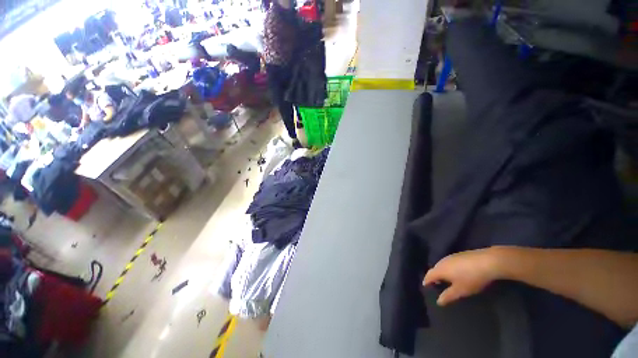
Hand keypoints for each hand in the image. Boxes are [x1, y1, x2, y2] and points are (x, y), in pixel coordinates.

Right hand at [423, 247, 508, 305]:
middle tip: (436, 285)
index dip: (426, 281)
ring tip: (446, 280)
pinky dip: (449, 268)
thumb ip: (448, 295)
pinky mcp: (459, 255)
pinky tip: (457, 272)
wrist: (488, 261)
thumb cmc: (471, 278)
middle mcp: (442, 261)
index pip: (429, 275)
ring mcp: (451, 256)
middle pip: (434, 269)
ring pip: (442, 265)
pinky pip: (449, 262)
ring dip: (442, 272)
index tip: (425, 286)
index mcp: (440, 269)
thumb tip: (438, 301)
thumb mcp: (460, 290)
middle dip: (434, 276)